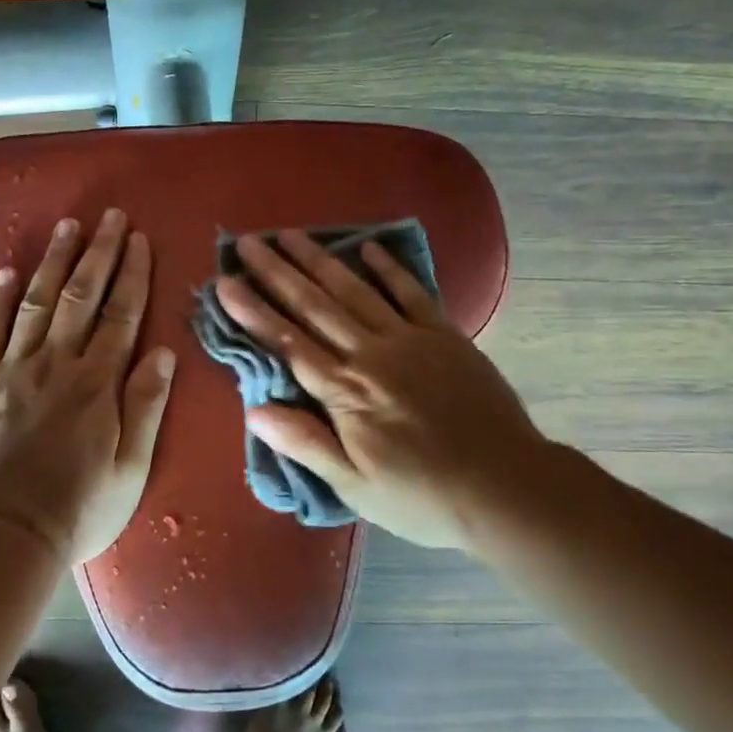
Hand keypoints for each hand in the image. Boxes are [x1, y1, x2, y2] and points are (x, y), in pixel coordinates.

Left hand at [0, 209, 176, 565]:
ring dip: (54, 261)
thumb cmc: (80, 508)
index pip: (121, 315)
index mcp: (97, 383)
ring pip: (36, 302)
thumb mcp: (132, 467)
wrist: (6, 535)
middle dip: (99, 253)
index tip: (140, 239)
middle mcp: (56, 364)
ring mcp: (13, 370)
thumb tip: (162, 351)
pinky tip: (7, 272)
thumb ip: (146, 406)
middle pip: (80, 296)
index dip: (133, 274)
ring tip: (68, 226)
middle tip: (110, 216)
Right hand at [215, 231, 545, 550]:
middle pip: (314, 306)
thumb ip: (305, 443)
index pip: (287, 343)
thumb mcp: (355, 486)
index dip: (252, 311)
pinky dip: (389, 269)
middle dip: (277, 272)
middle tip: (247, 242)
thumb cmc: (423, 496)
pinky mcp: (445, 336)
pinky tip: (368, 248)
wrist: (507, 487)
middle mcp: (371, 354)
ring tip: (291, 234)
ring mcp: (410, 339)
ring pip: (354, 291)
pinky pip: (412, 293)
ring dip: (320, 261)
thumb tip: (254, 409)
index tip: (225, 282)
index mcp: (345, 392)